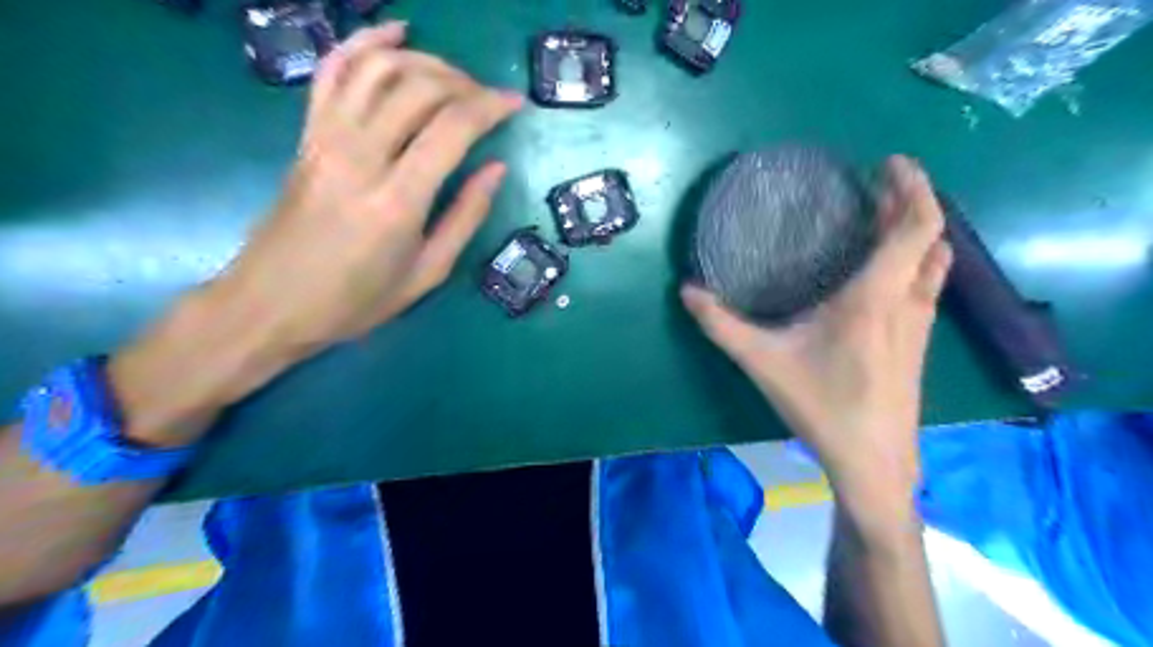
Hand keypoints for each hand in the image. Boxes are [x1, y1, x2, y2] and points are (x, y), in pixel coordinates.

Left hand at [223, 23, 524, 348]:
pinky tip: (394, 32)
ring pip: (379, 68)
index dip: (491, 107)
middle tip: (488, 99)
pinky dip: (365, 42)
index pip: (452, 128)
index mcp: (398, 201)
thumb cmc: (356, 300)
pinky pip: (334, 70)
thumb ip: (465, 217)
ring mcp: (326, 139)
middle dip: (465, 83)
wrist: (271, 303)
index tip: (515, 104)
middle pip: (419, 88)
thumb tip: (496, 169)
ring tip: (453, 77)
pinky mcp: (307, 134)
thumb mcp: (427, 273)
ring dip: (425, 61)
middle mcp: (360, 157)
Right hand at [683, 159, 955, 523]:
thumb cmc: (822, 406)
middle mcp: (907, 301)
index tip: (890, 163)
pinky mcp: (918, 340)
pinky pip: (927, 282)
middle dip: (911, 200)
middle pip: (930, 236)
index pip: (916, 227)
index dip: (912, 187)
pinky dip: (914, 258)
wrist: (874, 460)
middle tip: (877, 184)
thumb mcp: (762, 362)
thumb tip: (687, 290)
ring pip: (934, 260)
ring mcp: (919, 322)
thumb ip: (721, 325)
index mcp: (875, 297)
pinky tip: (884, 268)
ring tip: (883, 216)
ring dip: (916, 230)